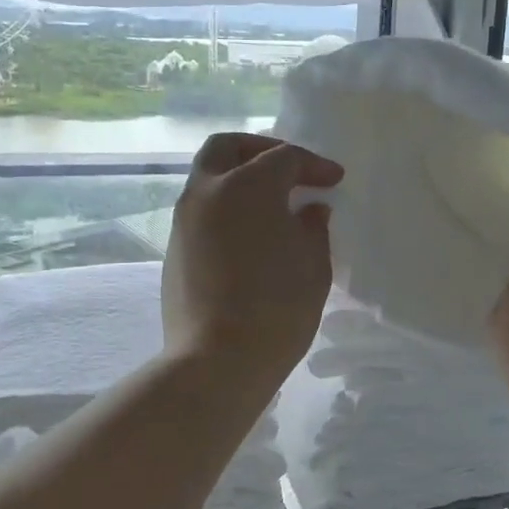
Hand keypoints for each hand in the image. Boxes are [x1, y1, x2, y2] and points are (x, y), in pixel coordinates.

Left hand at [162, 133, 343, 390]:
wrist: (217, 360)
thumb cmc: (277, 309)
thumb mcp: (313, 266)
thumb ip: (313, 228)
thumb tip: (309, 210)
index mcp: (247, 187)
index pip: (284, 158)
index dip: (314, 165)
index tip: (334, 181)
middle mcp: (208, 192)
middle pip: (228, 148)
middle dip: (260, 150)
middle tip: (289, 170)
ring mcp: (184, 220)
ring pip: (208, 177)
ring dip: (239, 179)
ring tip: (271, 204)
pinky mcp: (174, 248)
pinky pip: (201, 210)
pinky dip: (226, 207)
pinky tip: (249, 234)